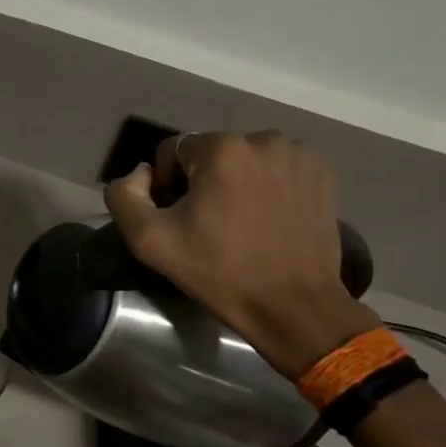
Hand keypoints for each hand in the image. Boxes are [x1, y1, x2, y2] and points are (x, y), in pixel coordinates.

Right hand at [103, 132, 376, 377]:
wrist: (293, 307)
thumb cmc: (220, 273)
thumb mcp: (150, 241)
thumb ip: (124, 196)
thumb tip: (140, 174)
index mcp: (221, 148)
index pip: (172, 151)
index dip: (167, 186)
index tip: (181, 222)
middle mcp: (262, 139)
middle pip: (210, 153)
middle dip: (203, 182)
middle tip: (210, 226)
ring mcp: (297, 154)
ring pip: (245, 159)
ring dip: (236, 182)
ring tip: (242, 223)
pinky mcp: (321, 171)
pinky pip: (277, 167)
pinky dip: (268, 185)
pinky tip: (269, 219)